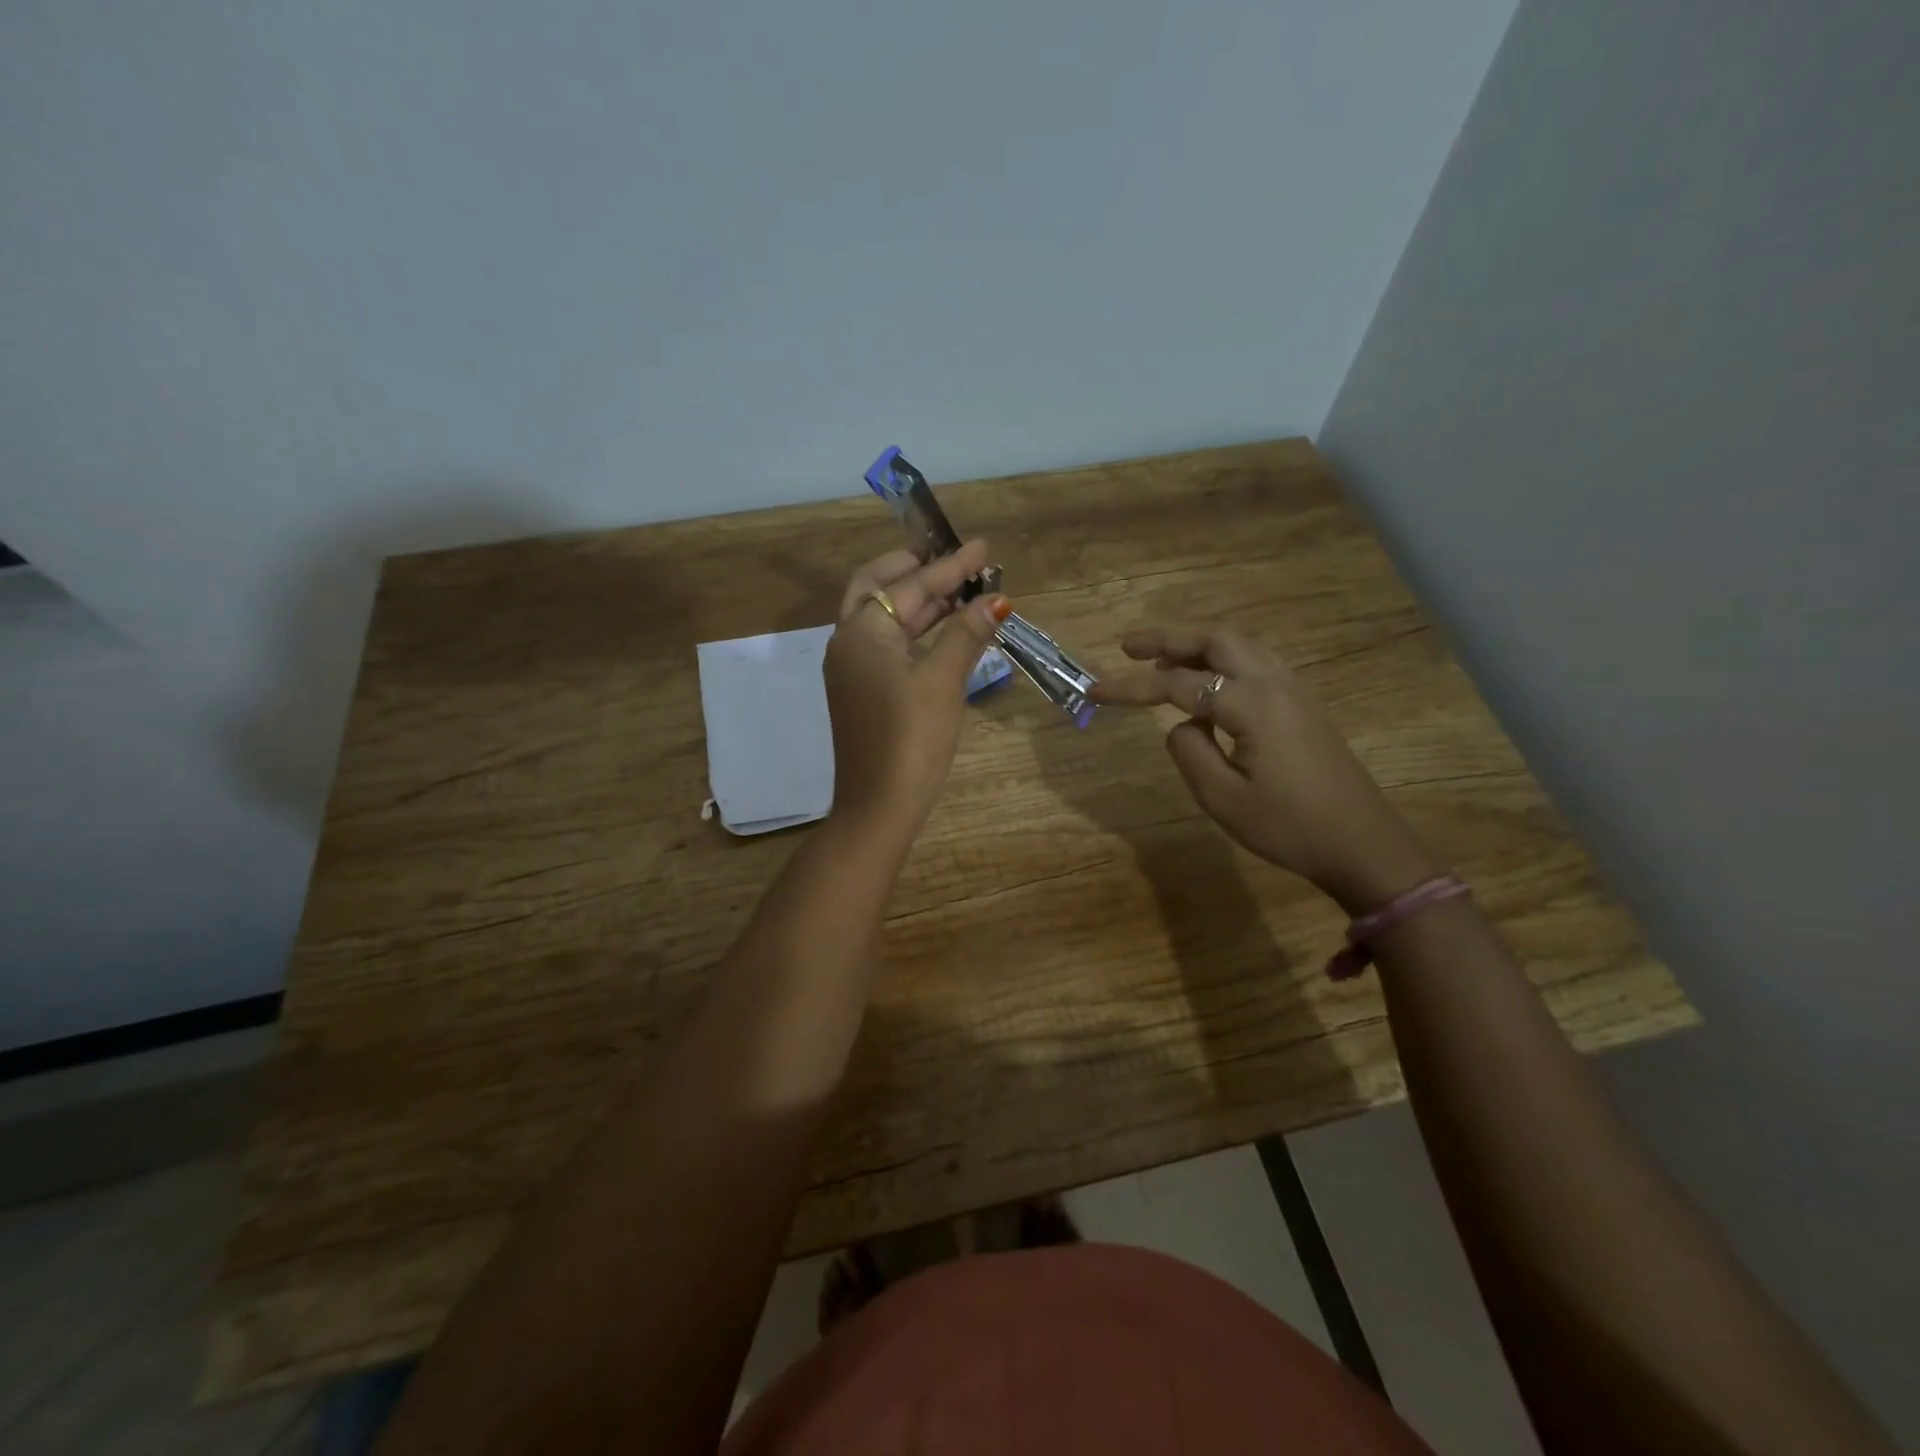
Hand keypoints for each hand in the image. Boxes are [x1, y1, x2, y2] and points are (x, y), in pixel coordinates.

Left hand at [823, 541, 1011, 843]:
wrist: (879, 805)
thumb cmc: (911, 740)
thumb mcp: (943, 683)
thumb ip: (966, 635)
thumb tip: (994, 600)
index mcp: (862, 632)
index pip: (911, 586)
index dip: (951, 567)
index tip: (983, 549)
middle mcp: (848, 642)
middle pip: (880, 588)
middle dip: (917, 570)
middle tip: (956, 560)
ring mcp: (851, 668)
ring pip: (883, 617)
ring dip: (918, 601)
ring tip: (961, 590)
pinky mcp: (861, 690)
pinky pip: (886, 643)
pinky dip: (913, 629)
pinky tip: (943, 629)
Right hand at [1091, 624, 1441, 912]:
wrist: (1363, 845)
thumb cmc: (1290, 827)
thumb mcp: (1223, 798)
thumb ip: (1189, 752)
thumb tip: (1182, 726)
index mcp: (1251, 704)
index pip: (1178, 684)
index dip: (1132, 686)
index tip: (1095, 689)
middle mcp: (1274, 684)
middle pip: (1215, 639)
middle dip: (1168, 637)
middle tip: (1128, 646)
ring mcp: (1294, 691)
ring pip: (1239, 646)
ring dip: (1196, 646)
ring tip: (1160, 661)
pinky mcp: (1303, 706)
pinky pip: (1255, 664)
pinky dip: (1221, 661)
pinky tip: (1206, 687)